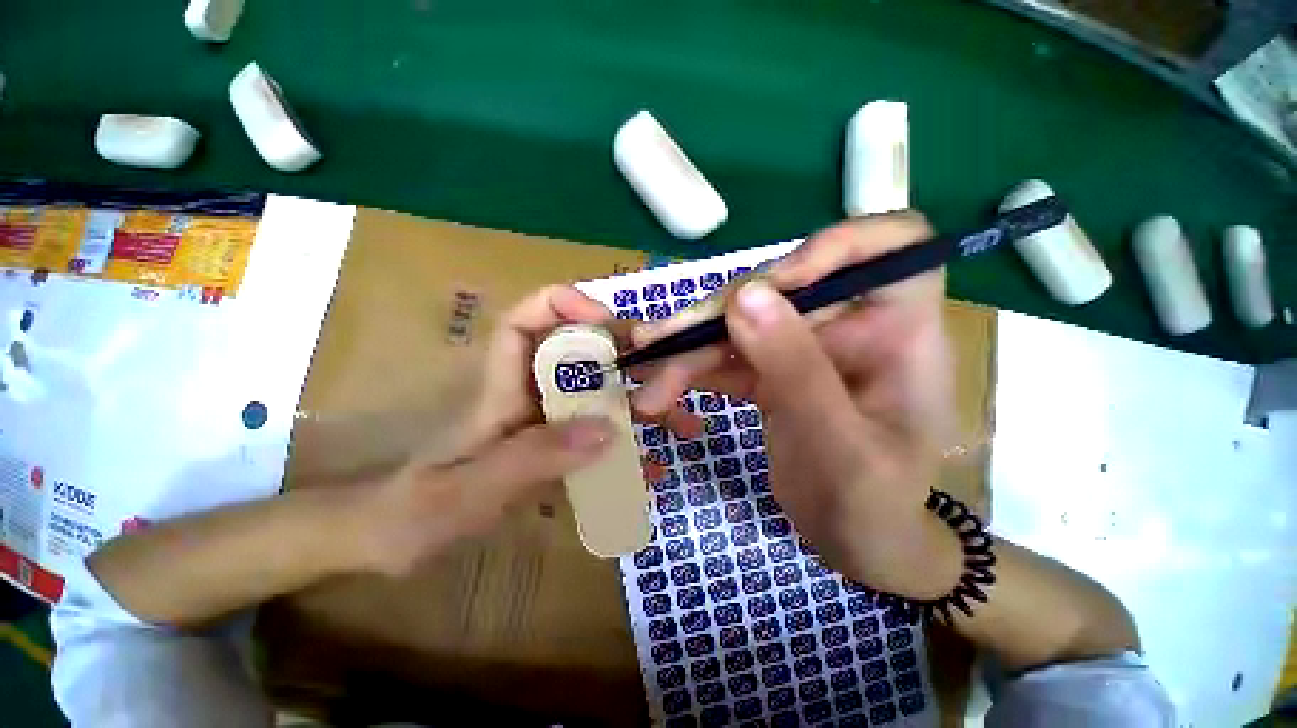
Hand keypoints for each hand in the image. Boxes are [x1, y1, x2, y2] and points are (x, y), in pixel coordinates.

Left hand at [357, 286, 697, 575]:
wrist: (396, 544)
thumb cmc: (416, 513)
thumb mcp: (471, 491)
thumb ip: (534, 459)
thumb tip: (607, 429)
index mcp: (501, 389)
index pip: (524, 322)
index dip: (562, 305)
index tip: (605, 318)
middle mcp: (528, 395)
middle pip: (578, 354)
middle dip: (624, 355)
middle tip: (667, 375)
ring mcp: (545, 422)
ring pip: (599, 395)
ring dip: (639, 404)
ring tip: (680, 424)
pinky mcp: (555, 446)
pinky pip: (598, 435)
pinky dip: (628, 446)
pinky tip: (652, 470)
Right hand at [631, 213, 962, 598]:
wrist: (855, 544)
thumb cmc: (873, 506)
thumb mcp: (841, 447)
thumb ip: (796, 370)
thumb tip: (745, 296)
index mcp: (901, 334)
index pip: (894, 246)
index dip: (836, 246)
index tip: (777, 283)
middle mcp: (853, 327)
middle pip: (782, 289)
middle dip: (719, 316)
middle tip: (663, 344)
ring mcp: (806, 348)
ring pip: (742, 323)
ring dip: (690, 349)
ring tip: (649, 382)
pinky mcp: (773, 371)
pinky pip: (728, 356)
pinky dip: (692, 370)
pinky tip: (660, 389)